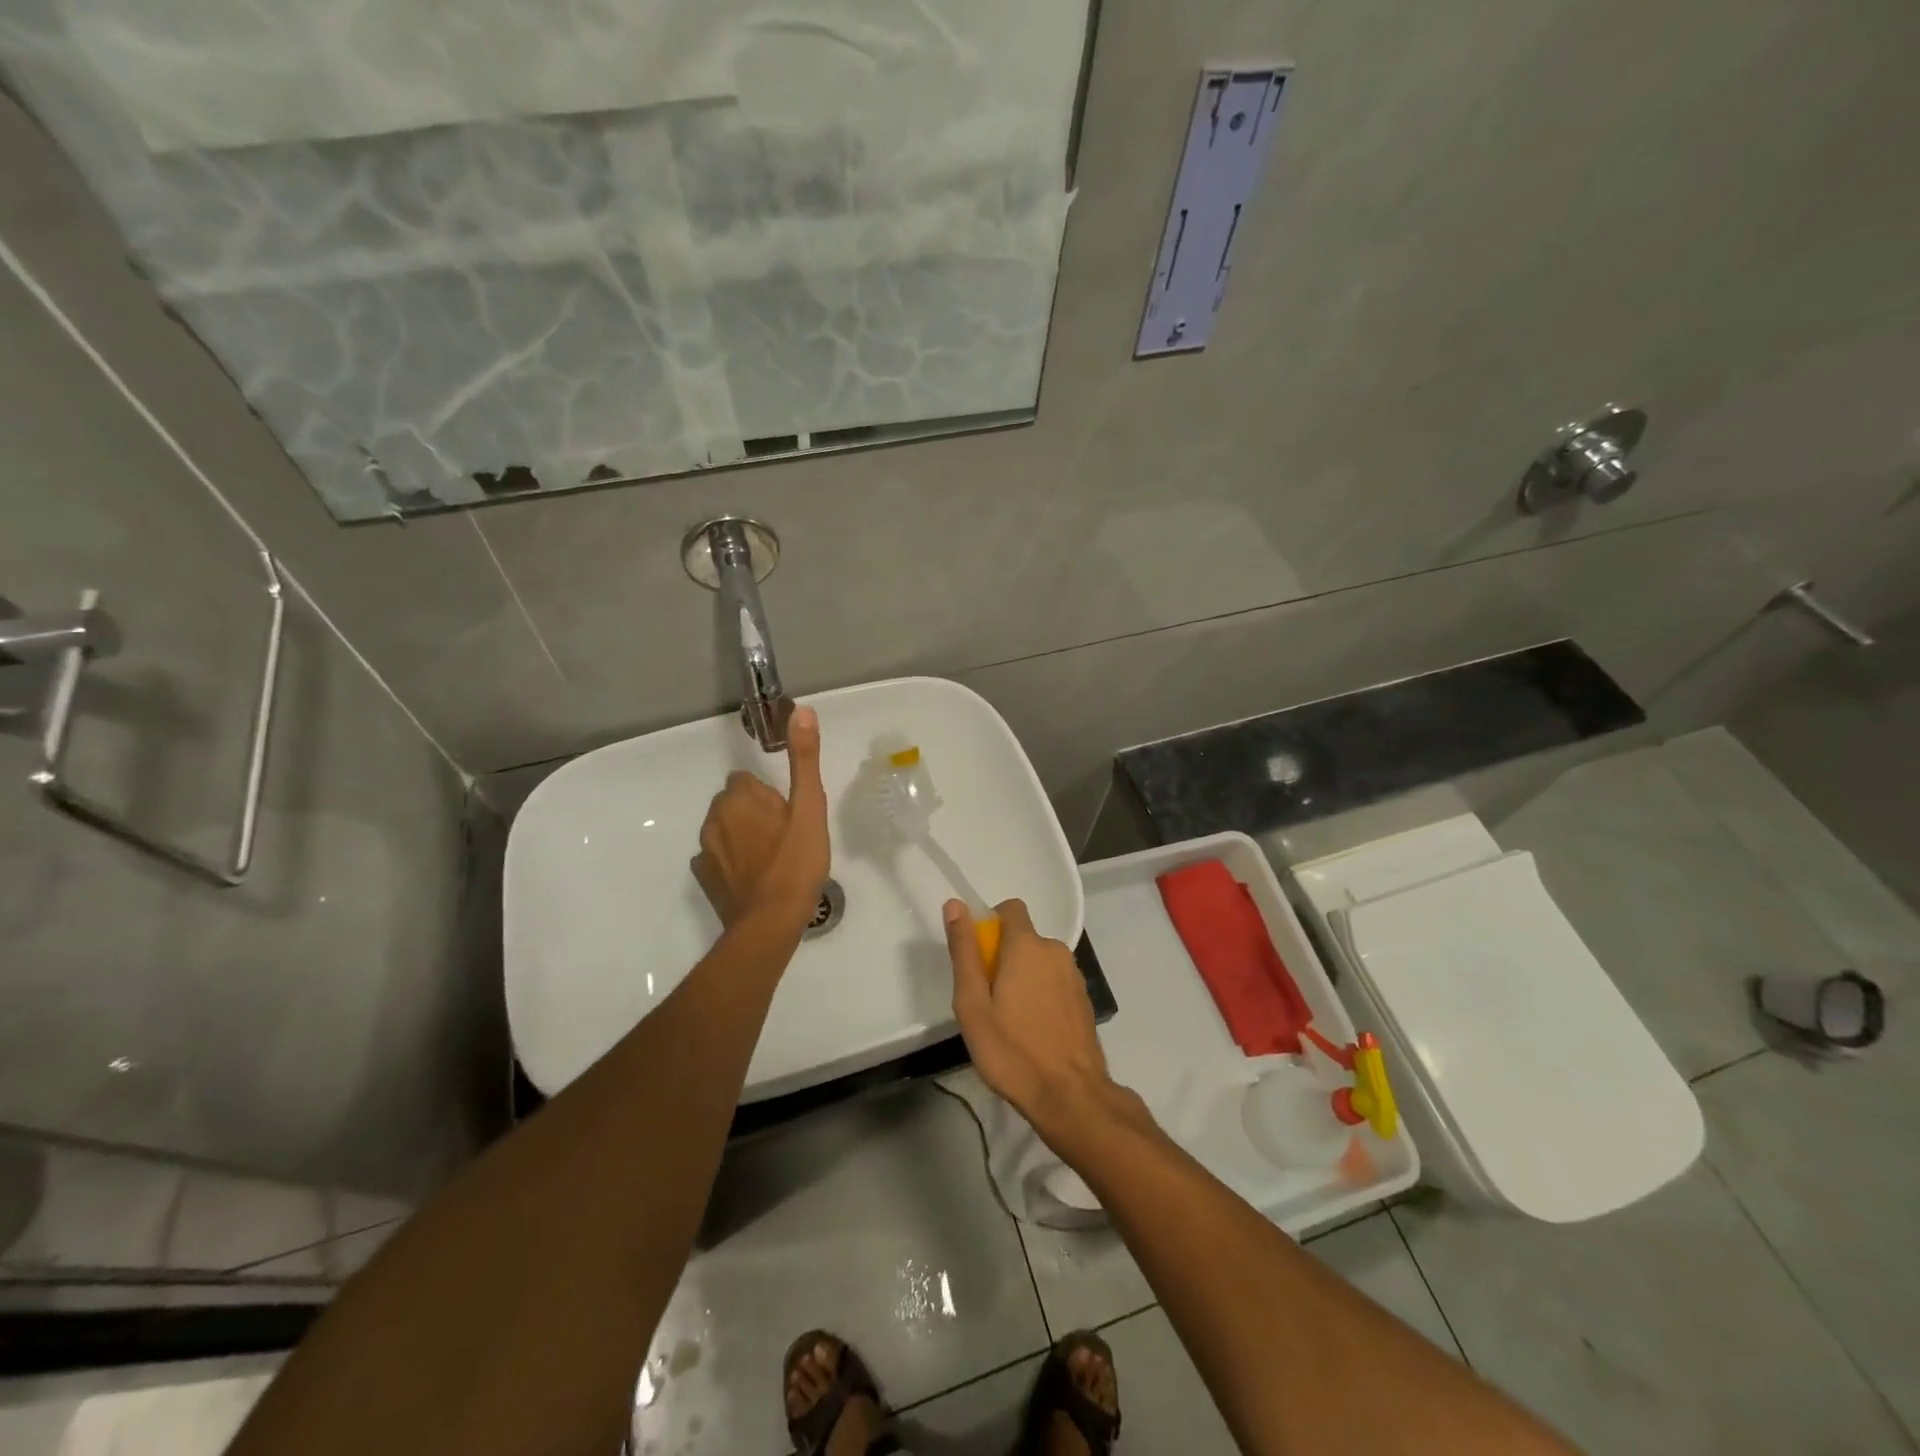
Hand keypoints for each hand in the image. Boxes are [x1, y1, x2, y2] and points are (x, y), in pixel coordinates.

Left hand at [693, 706, 829, 932]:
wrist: (770, 923)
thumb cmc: (795, 863)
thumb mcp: (810, 808)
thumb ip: (804, 759)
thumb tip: (800, 710)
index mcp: (739, 797)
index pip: (747, 780)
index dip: (770, 796)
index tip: (789, 816)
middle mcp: (714, 818)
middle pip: (735, 803)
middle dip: (755, 813)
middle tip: (786, 838)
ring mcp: (705, 850)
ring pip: (725, 829)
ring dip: (743, 836)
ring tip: (773, 860)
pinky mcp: (703, 877)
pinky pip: (717, 858)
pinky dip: (732, 862)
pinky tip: (754, 878)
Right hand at [945, 898, 1117, 1132]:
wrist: (1071, 1095)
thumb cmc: (1012, 1049)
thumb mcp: (973, 1003)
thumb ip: (964, 951)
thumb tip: (955, 905)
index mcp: (1028, 945)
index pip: (1010, 908)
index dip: (990, 923)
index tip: (977, 958)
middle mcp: (1055, 951)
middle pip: (1023, 939)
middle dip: (1002, 959)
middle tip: (987, 1001)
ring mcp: (1074, 976)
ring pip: (1039, 962)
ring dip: (1023, 978)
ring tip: (1009, 1022)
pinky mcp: (1084, 1000)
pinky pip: (1054, 982)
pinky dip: (1041, 995)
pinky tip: (1033, 1032)